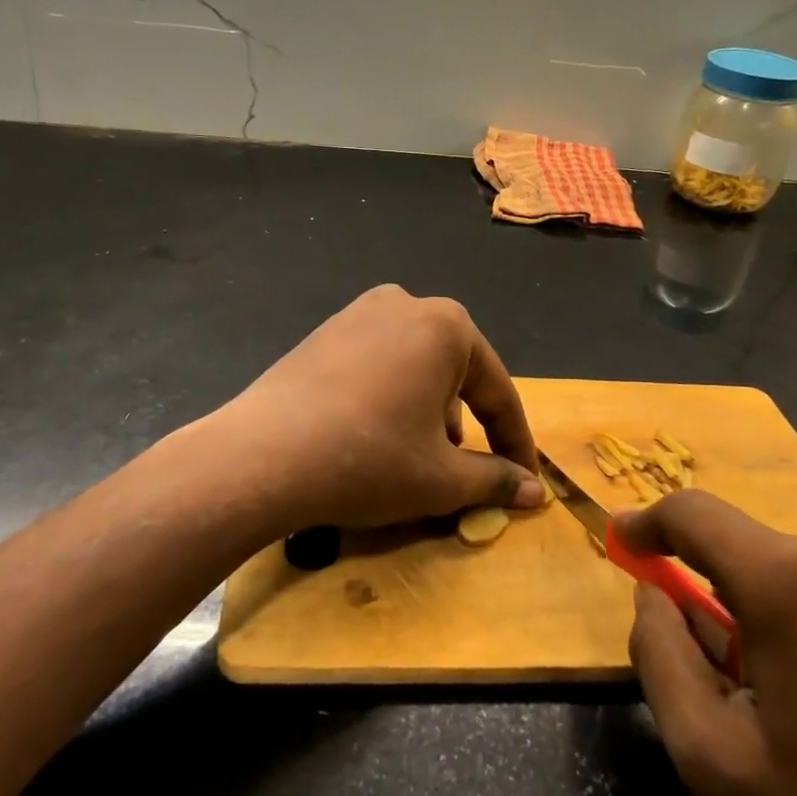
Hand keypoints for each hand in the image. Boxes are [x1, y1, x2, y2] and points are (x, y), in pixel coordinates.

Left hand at [210, 285, 544, 535]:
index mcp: (447, 326)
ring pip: (414, 369)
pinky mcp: (323, 334)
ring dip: (426, 413)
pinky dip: (389, 399)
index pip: (498, 392)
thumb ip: (494, 479)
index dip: (516, 443)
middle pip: (454, 374)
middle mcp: (405, 305)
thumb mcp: (441, 478)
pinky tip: (372, 437)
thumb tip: (534, 491)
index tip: (526, 480)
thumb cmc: (369, 459)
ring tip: (414, 458)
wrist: (262, 455)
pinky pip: (376, 366)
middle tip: (461, 471)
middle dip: (464, 425)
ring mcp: (357, 314)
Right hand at [622, 492, 796, 795]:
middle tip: (747, 681)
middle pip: (758, 554)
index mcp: (793, 584)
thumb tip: (654, 595)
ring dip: (794, 614)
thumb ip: (661, 658)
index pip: (696, 515)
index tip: (628, 542)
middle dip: (734, 600)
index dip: (650, 522)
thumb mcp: (717, 760)